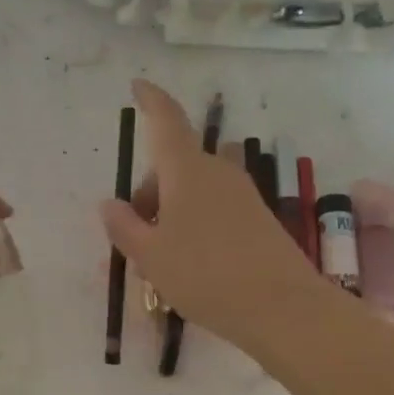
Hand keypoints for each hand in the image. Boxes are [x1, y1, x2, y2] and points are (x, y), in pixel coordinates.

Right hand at [99, 79, 330, 355]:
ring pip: (192, 189)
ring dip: (169, 211)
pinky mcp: (257, 217)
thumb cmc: (205, 276)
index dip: (151, 100)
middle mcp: (217, 172)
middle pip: (173, 166)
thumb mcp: (151, 256)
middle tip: (134, 237)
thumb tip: (110, 203)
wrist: (283, 309)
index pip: (166, 121)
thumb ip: (124, 227)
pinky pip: (213, 207)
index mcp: (187, 171)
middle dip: (148, 192)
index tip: (138, 85)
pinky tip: (188, 263)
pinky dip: (192, 223)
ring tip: (158, 259)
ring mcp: (241, 194)